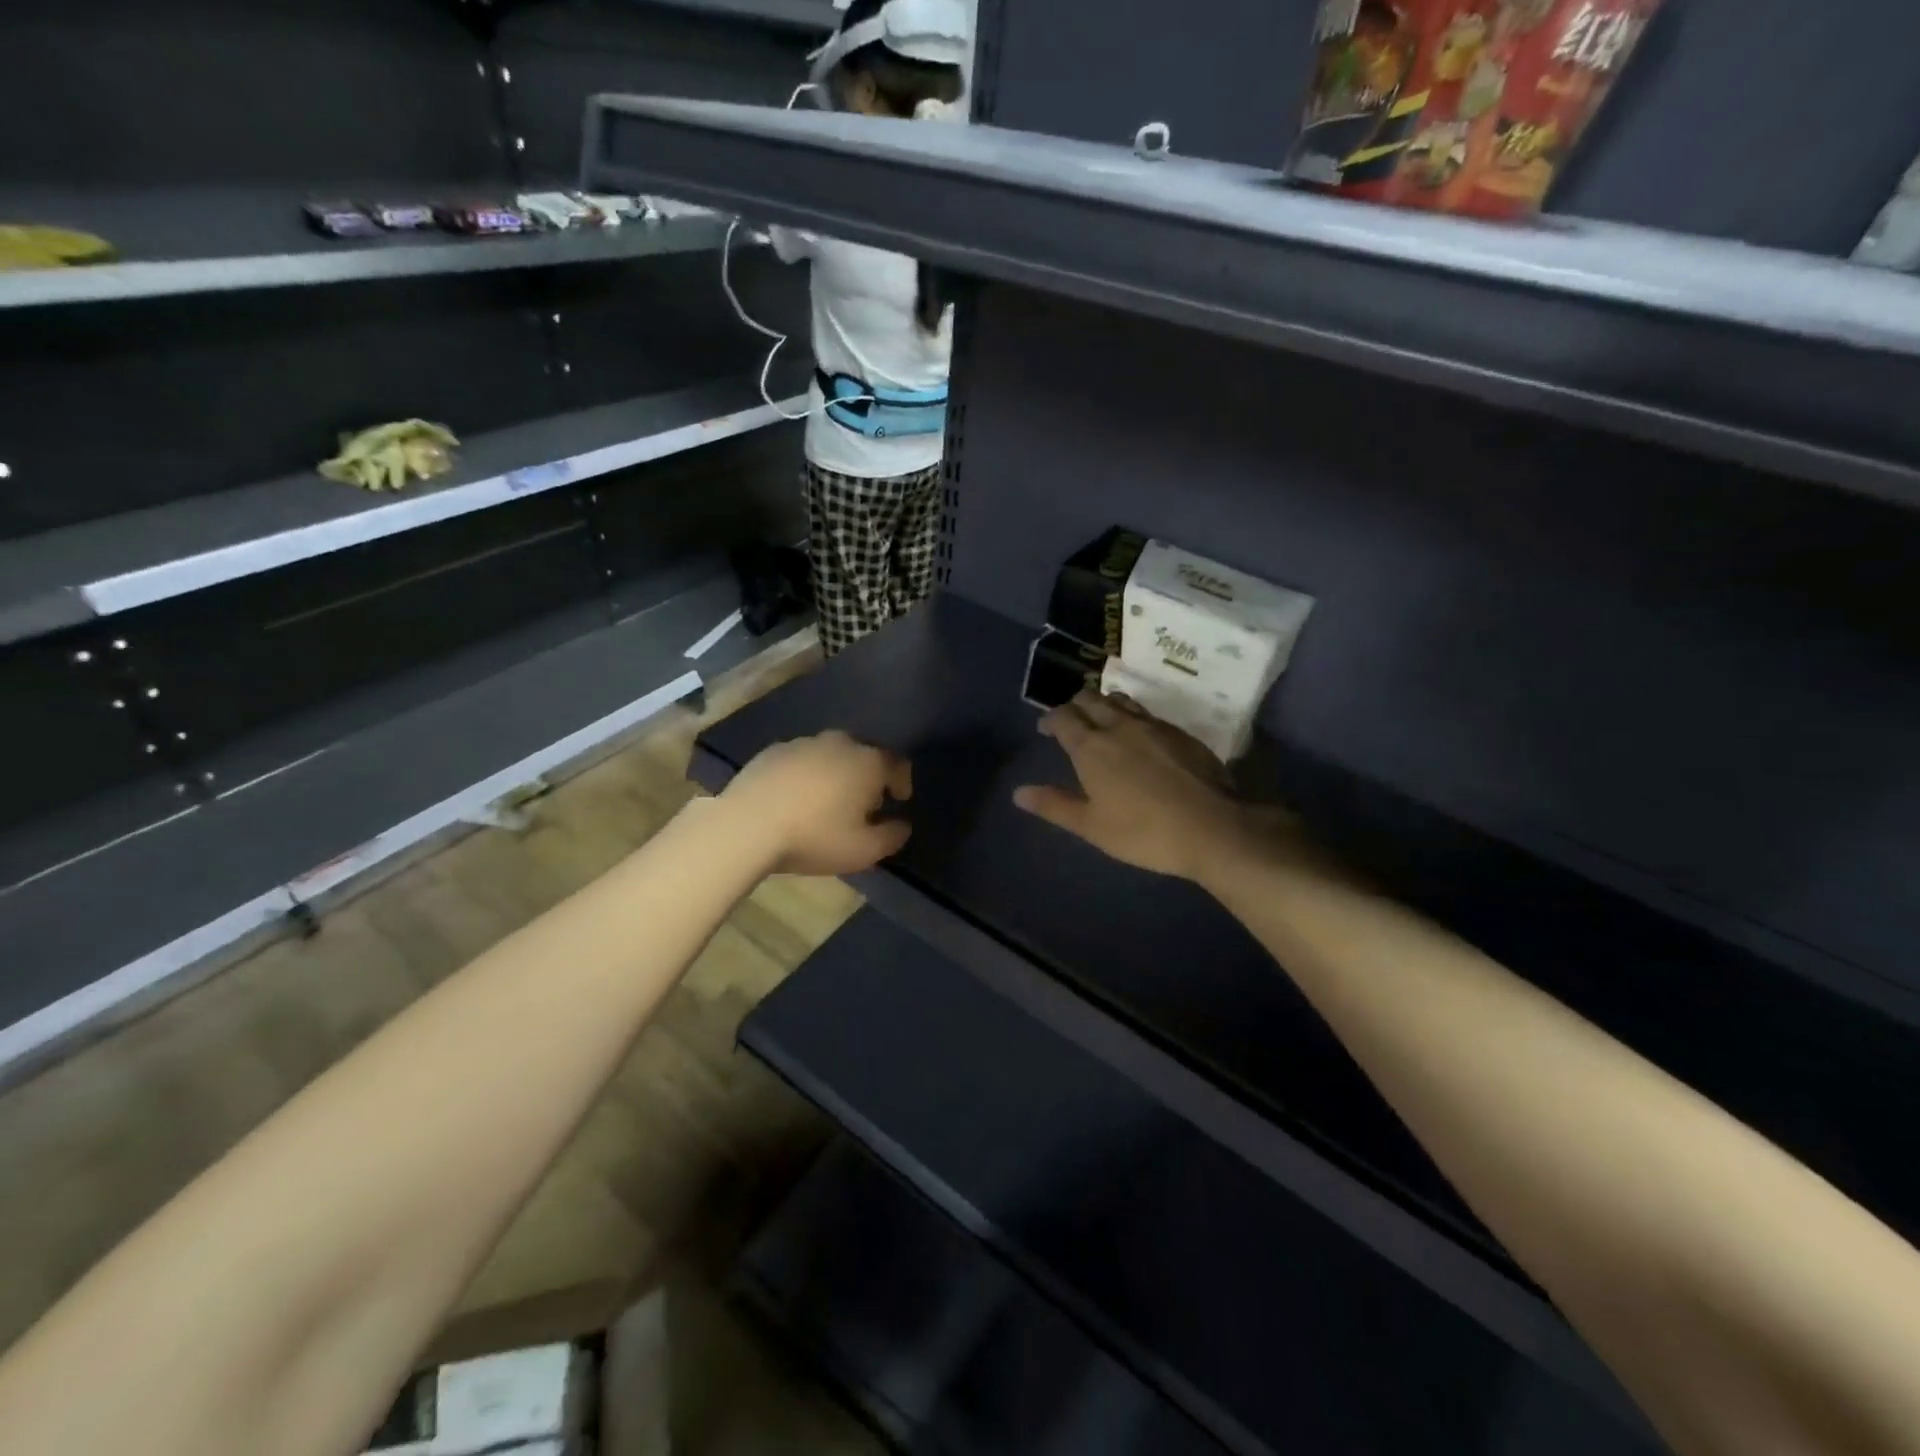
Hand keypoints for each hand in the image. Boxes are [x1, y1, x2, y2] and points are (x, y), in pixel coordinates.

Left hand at [723, 731, 911, 876]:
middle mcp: (840, 743)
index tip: (899, 801)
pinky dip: (806, 775)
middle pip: (863, 755)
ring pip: (831, 755)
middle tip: (862, 805)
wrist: (747, 825)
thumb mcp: (864, 850)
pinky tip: (795, 799)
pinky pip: (801, 761)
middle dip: (868, 777)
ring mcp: (804, 743)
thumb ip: (892, 836)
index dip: (902, 782)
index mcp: (868, 762)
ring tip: (826, 803)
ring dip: (836, 774)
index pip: (897, 764)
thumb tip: (902, 825)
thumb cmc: (814, 836)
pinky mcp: (773, 751)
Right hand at [1013, 692, 1273, 881]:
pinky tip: (1139, 736)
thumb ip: (1055, 806)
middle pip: (1091, 699)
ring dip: (1105, 704)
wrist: (1211, 827)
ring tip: (1102, 719)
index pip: (1063, 717)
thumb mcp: (1091, 826)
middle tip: (1072, 720)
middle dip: (1076, 705)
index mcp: (1091, 746)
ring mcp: (1153, 725)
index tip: (1046, 728)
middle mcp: (1119, 725)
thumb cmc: (1142, 832)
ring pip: (1121, 700)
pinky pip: (1147, 713)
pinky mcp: (1180, 732)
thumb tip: (1018, 793)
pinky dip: (1132, 716)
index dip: (1050, 719)